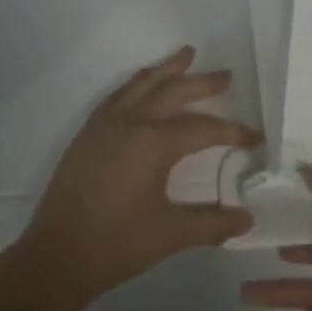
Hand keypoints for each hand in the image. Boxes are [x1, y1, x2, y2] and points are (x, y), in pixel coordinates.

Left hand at [16, 47, 259, 310]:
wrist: (56, 255)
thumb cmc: (116, 244)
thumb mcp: (170, 235)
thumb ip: (212, 223)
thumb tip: (248, 219)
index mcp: (153, 143)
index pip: (203, 129)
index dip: (232, 132)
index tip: (255, 137)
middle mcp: (130, 122)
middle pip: (173, 91)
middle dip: (202, 82)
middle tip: (226, 75)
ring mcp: (105, 124)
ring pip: (142, 84)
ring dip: (167, 69)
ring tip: (186, 54)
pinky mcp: (88, 133)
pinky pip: (118, 95)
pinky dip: (138, 83)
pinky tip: (143, 85)